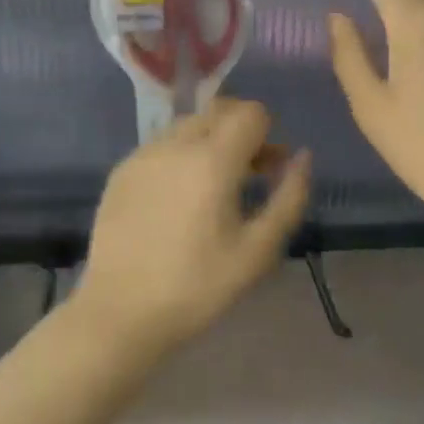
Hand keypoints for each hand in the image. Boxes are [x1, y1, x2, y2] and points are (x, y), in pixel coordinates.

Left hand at [77, 98, 311, 352]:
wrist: (120, 312)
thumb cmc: (198, 286)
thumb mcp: (258, 250)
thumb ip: (289, 197)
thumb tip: (302, 157)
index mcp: (213, 159)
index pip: (250, 112)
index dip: (267, 132)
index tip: (269, 166)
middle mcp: (175, 144)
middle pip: (218, 111)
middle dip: (241, 131)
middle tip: (251, 173)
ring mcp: (143, 154)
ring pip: (188, 125)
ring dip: (210, 140)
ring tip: (214, 187)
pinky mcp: (121, 171)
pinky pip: (161, 145)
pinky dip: (180, 156)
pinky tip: (178, 199)